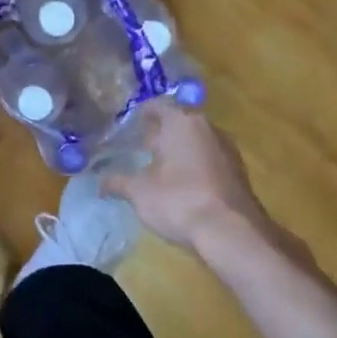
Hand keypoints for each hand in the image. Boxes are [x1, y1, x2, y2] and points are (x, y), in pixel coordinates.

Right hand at [103, 101, 278, 257]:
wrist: (231, 232)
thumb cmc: (179, 200)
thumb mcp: (139, 192)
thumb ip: (118, 183)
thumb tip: (99, 183)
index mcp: (182, 123)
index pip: (159, 105)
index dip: (143, 112)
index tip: (130, 122)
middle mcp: (208, 129)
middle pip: (180, 123)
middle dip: (160, 133)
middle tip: (140, 145)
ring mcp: (227, 150)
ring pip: (197, 142)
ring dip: (179, 150)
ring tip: (159, 166)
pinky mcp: (237, 173)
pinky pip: (209, 160)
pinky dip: (194, 166)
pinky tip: (182, 184)